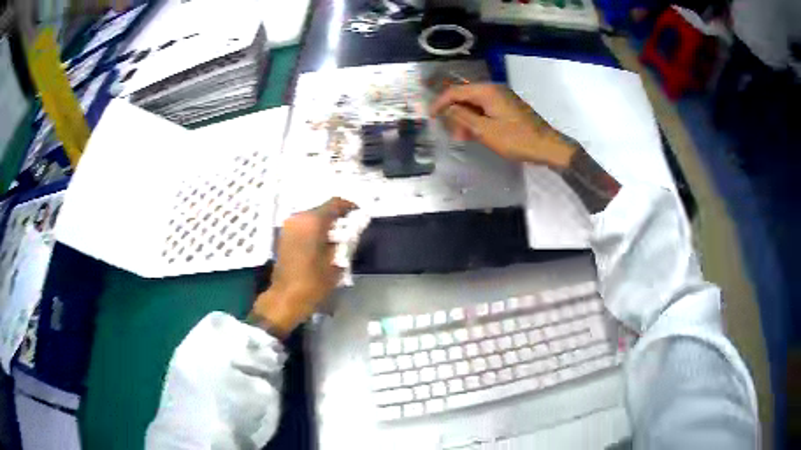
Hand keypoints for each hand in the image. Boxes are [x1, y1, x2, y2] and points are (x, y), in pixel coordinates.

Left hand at [252, 198, 355, 336]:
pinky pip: (303, 226)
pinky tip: (322, 245)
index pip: (335, 203)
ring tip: (337, 240)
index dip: (349, 207)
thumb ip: (346, 242)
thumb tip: (353, 230)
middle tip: (350, 231)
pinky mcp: (284, 236)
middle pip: (322, 210)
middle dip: (337, 218)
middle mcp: (298, 218)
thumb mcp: (336, 263)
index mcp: (313, 221)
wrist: (285, 298)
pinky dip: (314, 231)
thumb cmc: (313, 283)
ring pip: (312, 218)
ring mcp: (288, 226)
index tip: (359, 215)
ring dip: (325, 225)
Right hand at [430, 83, 574, 167]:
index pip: (455, 91)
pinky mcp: (509, 107)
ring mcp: (503, 98)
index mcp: (487, 91)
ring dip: (466, 120)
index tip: (430, 116)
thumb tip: (448, 108)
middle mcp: (494, 89)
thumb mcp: (485, 131)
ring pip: (476, 105)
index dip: (440, 103)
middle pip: (465, 96)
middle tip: (452, 134)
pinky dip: (478, 120)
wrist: (548, 146)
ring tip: (463, 138)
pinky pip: (486, 110)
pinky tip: (477, 135)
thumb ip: (463, 117)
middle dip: (455, 114)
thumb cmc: (516, 139)